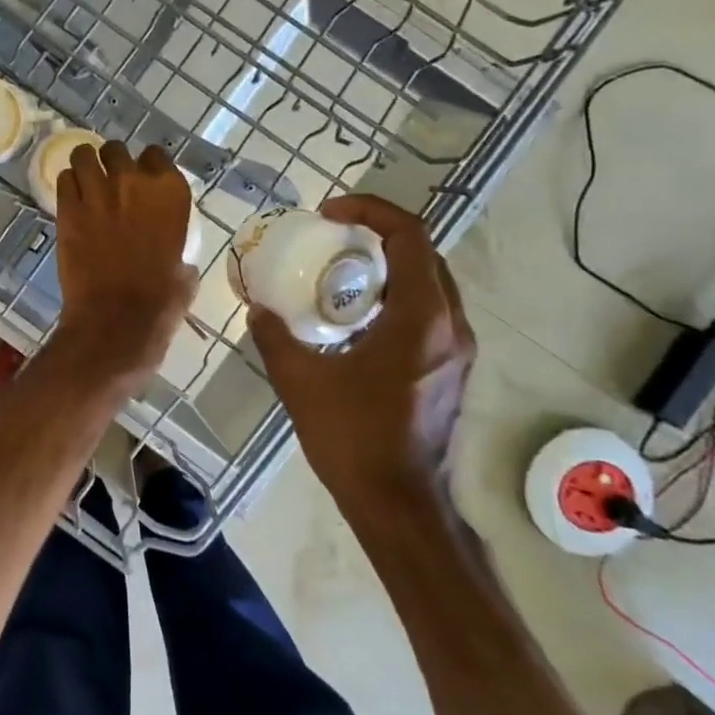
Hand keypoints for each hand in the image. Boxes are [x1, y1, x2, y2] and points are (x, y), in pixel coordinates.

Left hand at [54, 141, 198, 382]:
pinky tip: (70, 199)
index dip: (146, 165)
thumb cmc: (159, 301)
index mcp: (170, 193)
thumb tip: (178, 259)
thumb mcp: (184, 270)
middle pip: (117, 149)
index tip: (141, 177)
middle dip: (112, 161)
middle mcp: (134, 181)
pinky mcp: (67, 208)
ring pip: (83, 155)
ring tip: (84, 180)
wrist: (116, 319)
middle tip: (108, 180)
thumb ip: (179, 250)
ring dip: (84, 164)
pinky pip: (63, 179)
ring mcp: (97, 192)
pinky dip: (67, 185)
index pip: (156, 154)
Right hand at [249, 195, 474, 506]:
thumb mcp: (300, 381)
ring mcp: (456, 350)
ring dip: (388, 266)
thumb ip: (275, 337)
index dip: (371, 211)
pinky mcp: (451, 370)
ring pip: (430, 284)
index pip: (410, 236)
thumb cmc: (353, 437)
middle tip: (332, 238)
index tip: (330, 213)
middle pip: (424, 255)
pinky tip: (356, 318)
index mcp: (420, 319)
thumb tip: (258, 308)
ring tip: (341, 272)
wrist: (399, 504)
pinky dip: (395, 296)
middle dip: (378, 234)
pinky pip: (428, 312)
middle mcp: (449, 326)